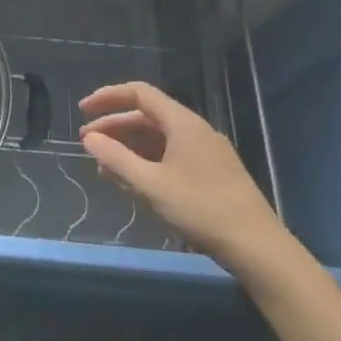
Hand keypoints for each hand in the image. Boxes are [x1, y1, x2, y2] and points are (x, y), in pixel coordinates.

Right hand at [79, 82, 292, 271]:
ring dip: (128, 147)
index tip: (83, 111)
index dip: (108, 97)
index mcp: (183, 123)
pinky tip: (132, 181)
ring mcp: (206, 152)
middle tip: (86, 143)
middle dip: (114, 126)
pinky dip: (146, 161)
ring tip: (103, 166)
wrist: (257, 247)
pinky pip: (170, 155)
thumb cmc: (201, 209)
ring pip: (158, 138)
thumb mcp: (150, 184)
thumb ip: (116, 158)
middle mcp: (195, 130)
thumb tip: (89, 138)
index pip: (139, 94)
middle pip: (147, 116)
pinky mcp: (211, 173)